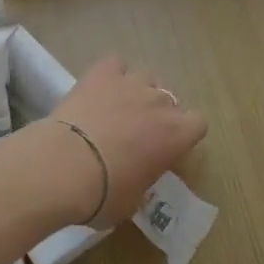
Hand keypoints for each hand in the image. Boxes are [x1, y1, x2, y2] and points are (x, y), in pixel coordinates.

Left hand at [40, 55, 206, 229]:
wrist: (65, 167)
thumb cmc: (104, 194)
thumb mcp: (133, 200)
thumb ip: (143, 181)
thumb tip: (136, 178)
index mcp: (176, 136)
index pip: (198, 124)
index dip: (183, 134)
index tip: (167, 147)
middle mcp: (160, 103)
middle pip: (170, 101)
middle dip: (157, 115)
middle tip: (136, 134)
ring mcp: (131, 83)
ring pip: (146, 78)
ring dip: (137, 92)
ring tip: (116, 108)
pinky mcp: (102, 73)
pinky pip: (115, 63)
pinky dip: (110, 73)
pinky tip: (98, 88)